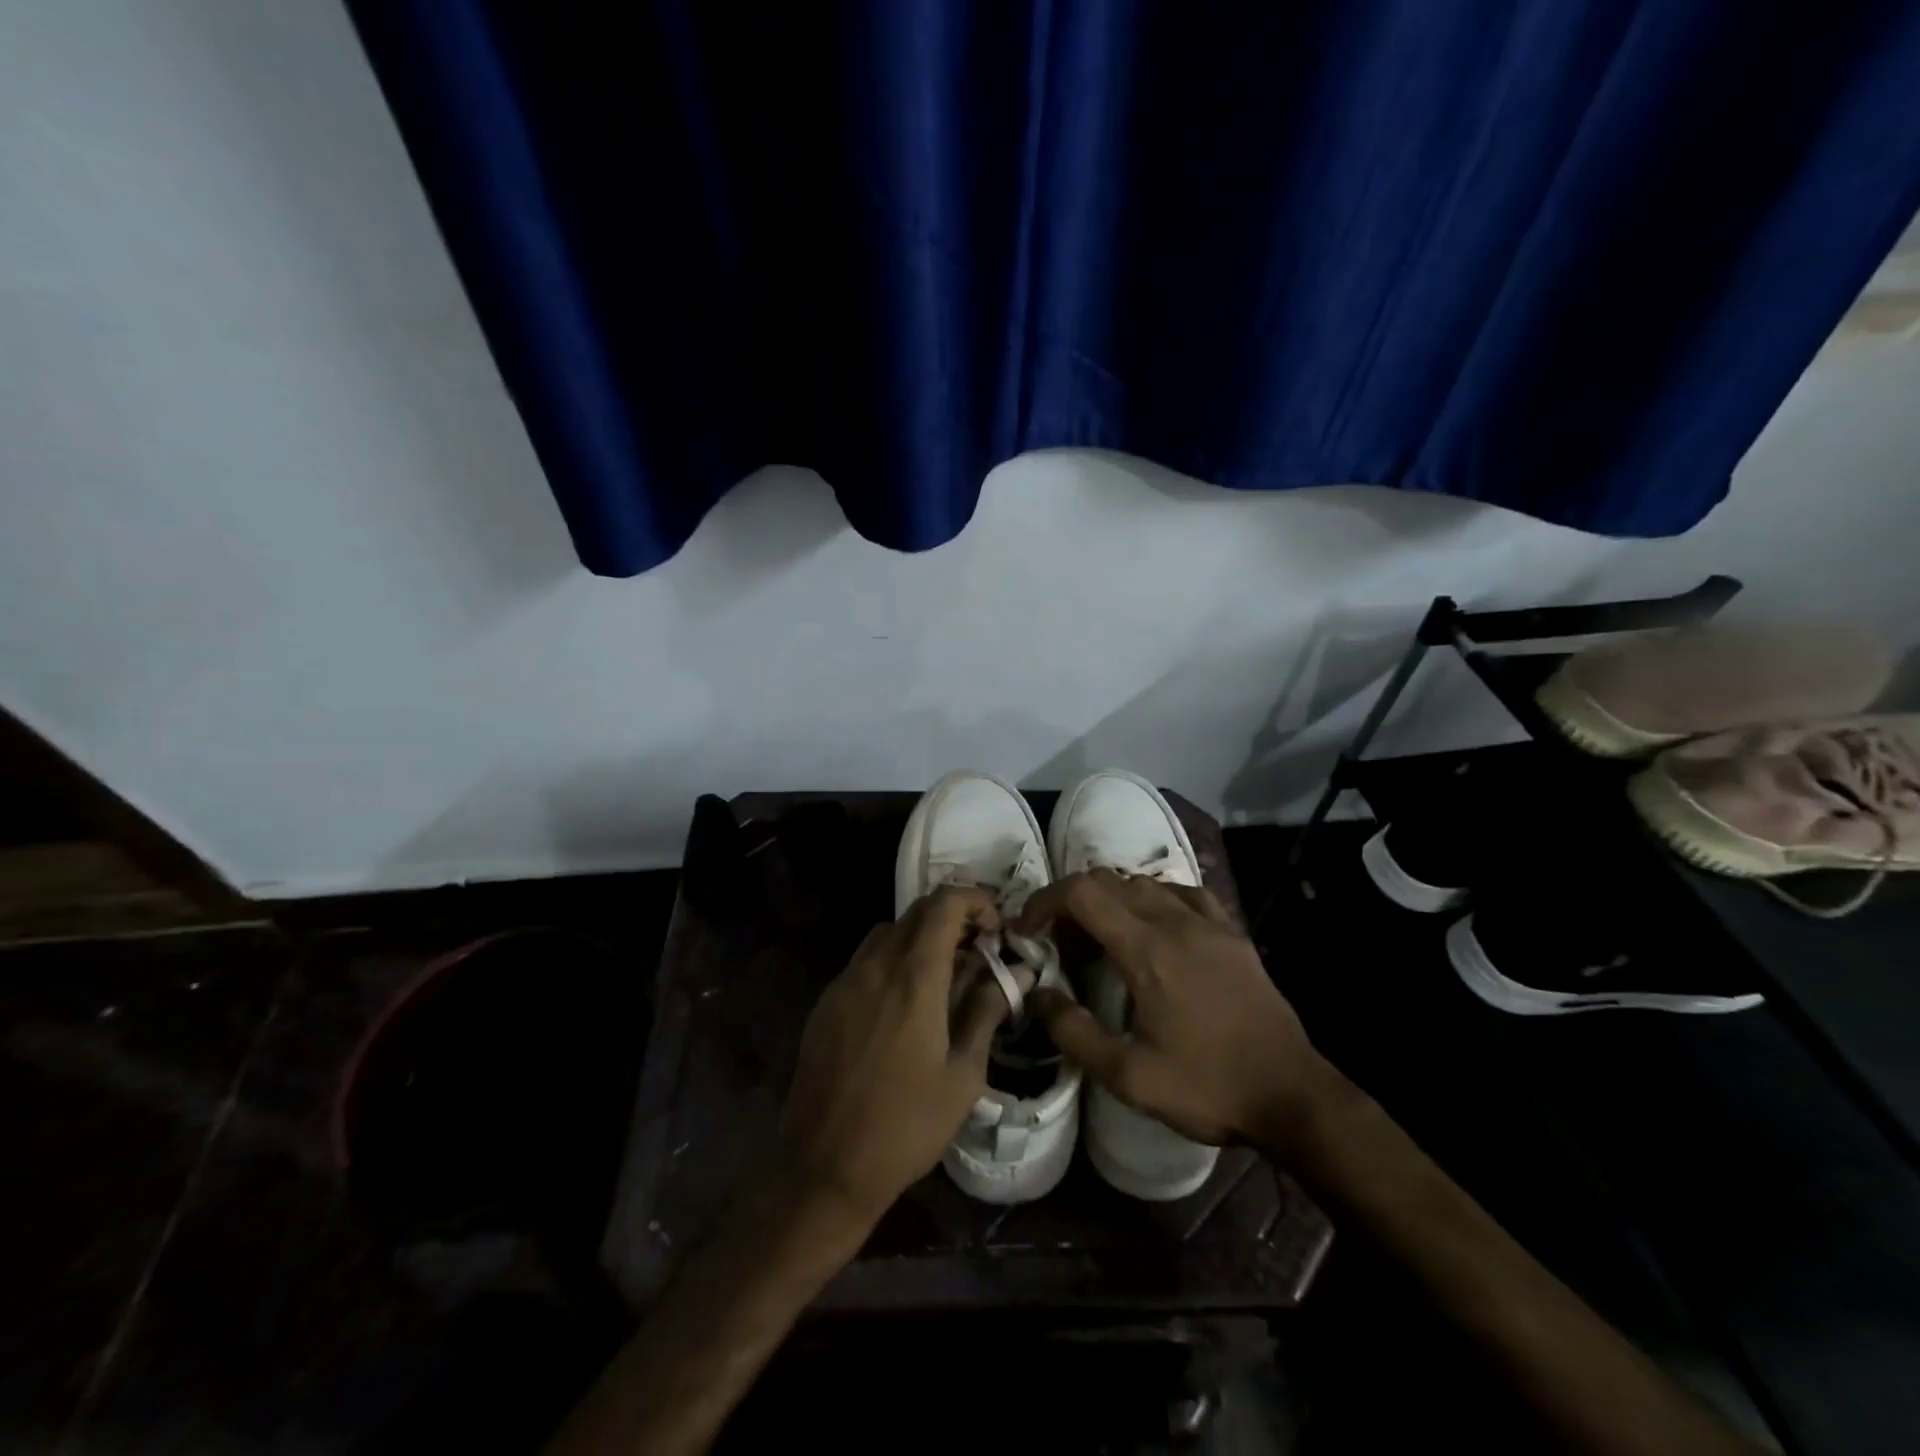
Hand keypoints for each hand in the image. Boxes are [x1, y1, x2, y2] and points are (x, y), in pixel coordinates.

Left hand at [779, 886, 1012, 1226]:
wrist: (824, 1166)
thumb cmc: (906, 1125)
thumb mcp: (963, 1074)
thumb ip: (987, 1011)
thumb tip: (1016, 971)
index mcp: (914, 978)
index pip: (945, 904)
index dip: (976, 901)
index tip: (996, 930)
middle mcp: (876, 966)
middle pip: (917, 911)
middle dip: (953, 917)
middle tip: (978, 951)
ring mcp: (845, 981)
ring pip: (888, 931)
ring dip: (921, 937)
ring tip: (944, 975)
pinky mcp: (827, 1002)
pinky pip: (865, 959)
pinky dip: (893, 959)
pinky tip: (904, 1003)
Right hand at [1016, 870, 1326, 1156]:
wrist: (1292, 1095)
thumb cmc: (1207, 1086)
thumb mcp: (1129, 1076)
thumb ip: (1074, 1032)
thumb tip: (1036, 995)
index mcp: (1147, 950)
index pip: (1082, 893)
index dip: (1044, 901)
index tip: (1028, 930)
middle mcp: (1176, 921)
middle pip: (1109, 881)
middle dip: (1072, 904)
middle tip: (1062, 946)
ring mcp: (1209, 922)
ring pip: (1145, 883)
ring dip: (1111, 901)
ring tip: (1103, 940)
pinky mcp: (1232, 933)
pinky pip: (1184, 893)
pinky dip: (1155, 899)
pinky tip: (1155, 928)